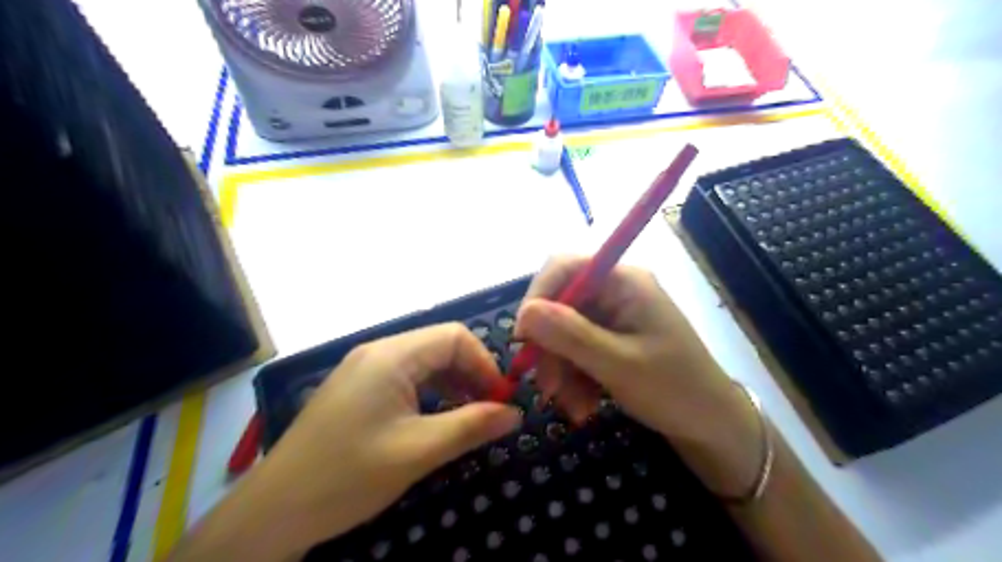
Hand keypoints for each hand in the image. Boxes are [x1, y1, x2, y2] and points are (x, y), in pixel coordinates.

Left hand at [234, 323, 519, 554]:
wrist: (273, 511)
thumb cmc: (348, 475)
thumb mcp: (418, 451)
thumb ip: (471, 426)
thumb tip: (515, 413)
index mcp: (391, 356)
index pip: (455, 337)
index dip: (484, 364)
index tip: (501, 399)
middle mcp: (378, 352)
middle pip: (440, 347)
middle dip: (471, 374)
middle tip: (490, 410)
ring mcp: (364, 370)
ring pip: (424, 363)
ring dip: (452, 384)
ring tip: (469, 417)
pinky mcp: (358, 389)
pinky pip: (405, 379)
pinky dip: (430, 393)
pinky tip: (437, 419)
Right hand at [516, 256, 759, 496]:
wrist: (713, 427)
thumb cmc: (676, 390)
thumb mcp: (619, 365)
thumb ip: (570, 336)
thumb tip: (525, 313)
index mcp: (624, 281)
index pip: (564, 267)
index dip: (536, 297)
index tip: (522, 339)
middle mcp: (615, 291)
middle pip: (560, 304)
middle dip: (549, 348)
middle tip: (547, 388)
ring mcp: (613, 316)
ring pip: (563, 333)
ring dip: (560, 371)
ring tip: (573, 408)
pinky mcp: (611, 339)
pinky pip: (576, 351)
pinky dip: (573, 378)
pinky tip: (583, 406)